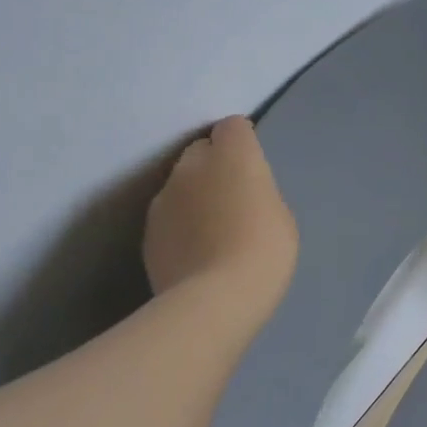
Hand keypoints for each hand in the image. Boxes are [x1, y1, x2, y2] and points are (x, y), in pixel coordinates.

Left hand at [143, 117, 298, 317]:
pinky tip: (195, 251)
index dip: (243, 142)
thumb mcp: (279, 214)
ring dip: (194, 195)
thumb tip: (239, 194)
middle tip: (232, 196)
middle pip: (201, 150)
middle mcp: (192, 166)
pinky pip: (168, 215)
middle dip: (214, 165)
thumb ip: (256, 192)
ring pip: (180, 184)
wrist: (215, 299)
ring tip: (212, 229)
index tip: (253, 167)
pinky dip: (180, 224)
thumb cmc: (264, 249)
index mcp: (233, 155)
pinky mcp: (147, 231)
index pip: (233, 126)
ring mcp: (163, 198)